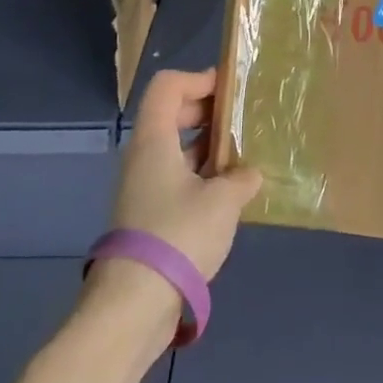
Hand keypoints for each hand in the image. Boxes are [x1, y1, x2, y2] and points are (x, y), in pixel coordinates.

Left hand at [109, 67, 263, 284]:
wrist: (135, 303)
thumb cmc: (179, 235)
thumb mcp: (222, 201)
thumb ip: (241, 178)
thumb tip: (247, 175)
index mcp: (154, 140)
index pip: (167, 86)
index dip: (198, 79)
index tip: (230, 90)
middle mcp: (143, 157)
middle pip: (171, 114)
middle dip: (207, 112)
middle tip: (241, 122)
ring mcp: (143, 187)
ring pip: (175, 149)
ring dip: (207, 147)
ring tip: (243, 157)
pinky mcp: (148, 215)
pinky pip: (176, 178)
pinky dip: (201, 175)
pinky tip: (229, 193)